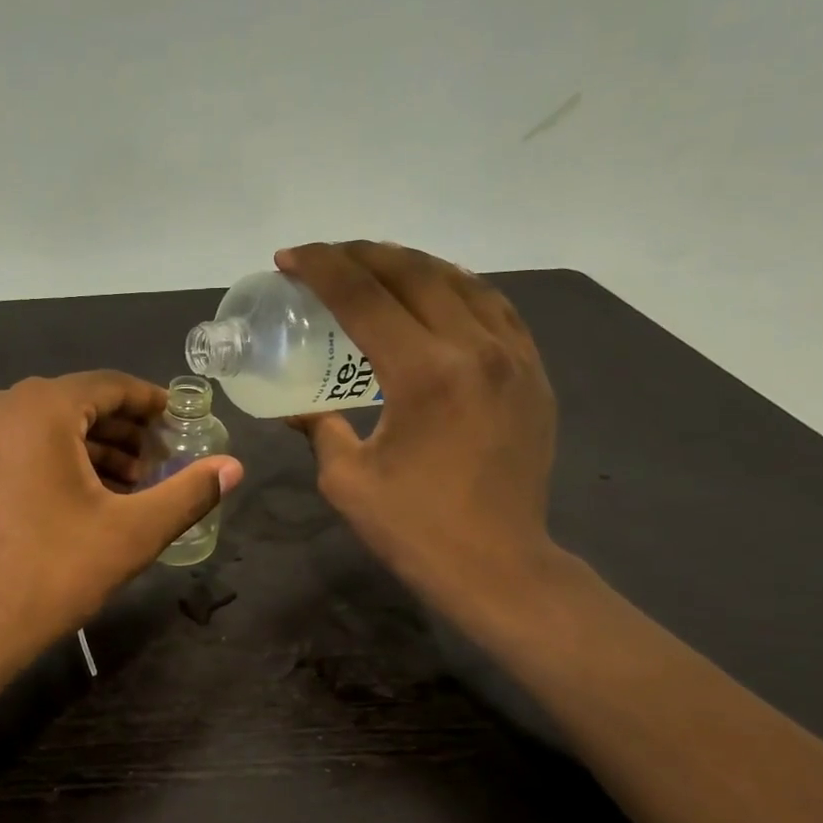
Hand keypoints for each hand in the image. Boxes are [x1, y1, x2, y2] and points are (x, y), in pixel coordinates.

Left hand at [0, 371, 243, 662]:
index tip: (182, 424)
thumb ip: (188, 493)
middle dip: (124, 433)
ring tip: (127, 488)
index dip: (152, 404)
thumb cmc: (49, 573)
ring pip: (45, 427)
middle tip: (160, 466)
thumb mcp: (131, 533)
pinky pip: (16, 447)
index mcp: (39, 407)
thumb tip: (234, 467)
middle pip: (77, 404)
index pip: (111, 386)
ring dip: (90, 450)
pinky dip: (53, 461)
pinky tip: (79, 499)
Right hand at [278, 241, 559, 621]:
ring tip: (375, 267)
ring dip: (411, 264)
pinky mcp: (533, 374)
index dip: (320, 268)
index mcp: (425, 373)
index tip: (288, 259)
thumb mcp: (347, 479)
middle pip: (414, 273)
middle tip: (325, 258)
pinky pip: (495, 308)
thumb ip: (319, 428)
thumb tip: (298, 407)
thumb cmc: (415, 529)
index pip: (364, 296)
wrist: (499, 567)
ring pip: (460, 281)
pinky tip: (436, 296)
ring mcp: (514, 357)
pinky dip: (457, 289)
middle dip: (361, 255)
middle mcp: (475, 348)